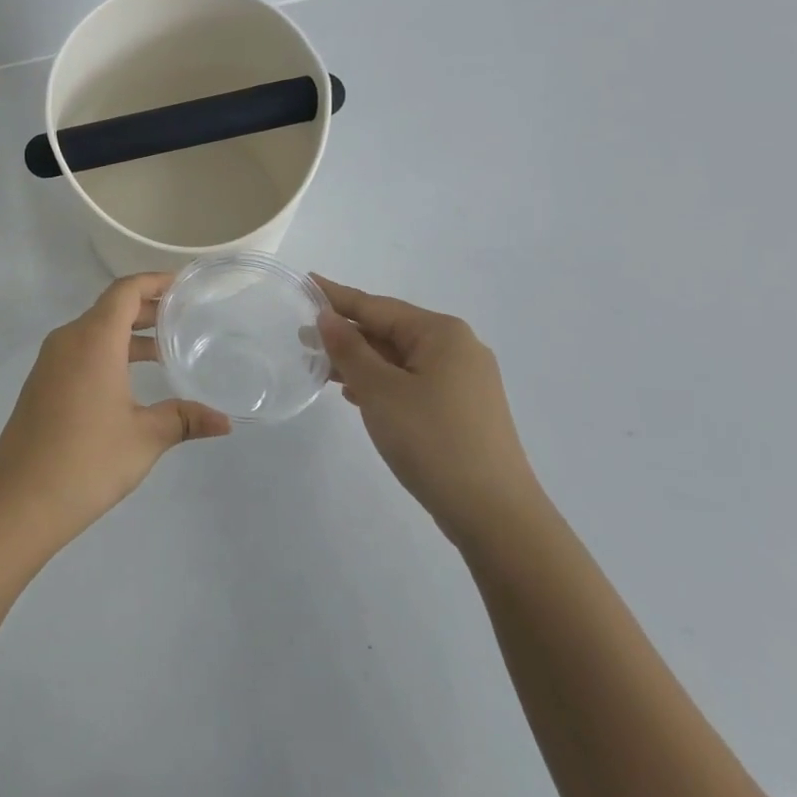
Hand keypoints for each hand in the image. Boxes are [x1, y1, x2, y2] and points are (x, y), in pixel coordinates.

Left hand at [0, 273, 230, 555]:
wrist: (19, 498)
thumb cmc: (87, 460)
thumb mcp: (144, 438)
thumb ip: (184, 420)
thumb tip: (225, 421)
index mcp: (93, 339)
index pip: (126, 291)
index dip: (156, 281)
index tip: (186, 286)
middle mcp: (69, 339)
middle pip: (111, 308)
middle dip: (148, 309)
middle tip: (186, 317)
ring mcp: (51, 361)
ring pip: (95, 331)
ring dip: (129, 335)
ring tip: (168, 351)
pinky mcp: (43, 382)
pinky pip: (81, 351)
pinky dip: (110, 352)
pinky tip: (132, 380)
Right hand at [313, 276, 544, 548]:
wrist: (494, 515)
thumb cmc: (432, 440)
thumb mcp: (379, 390)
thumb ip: (349, 349)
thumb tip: (327, 316)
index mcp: (441, 334)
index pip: (376, 306)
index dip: (337, 296)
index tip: (306, 281)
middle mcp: (457, 348)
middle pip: (389, 330)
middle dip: (346, 334)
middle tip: (302, 335)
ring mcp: (463, 381)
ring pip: (399, 359)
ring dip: (360, 361)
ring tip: (320, 365)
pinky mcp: (462, 410)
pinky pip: (411, 381)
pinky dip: (381, 382)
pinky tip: (355, 394)